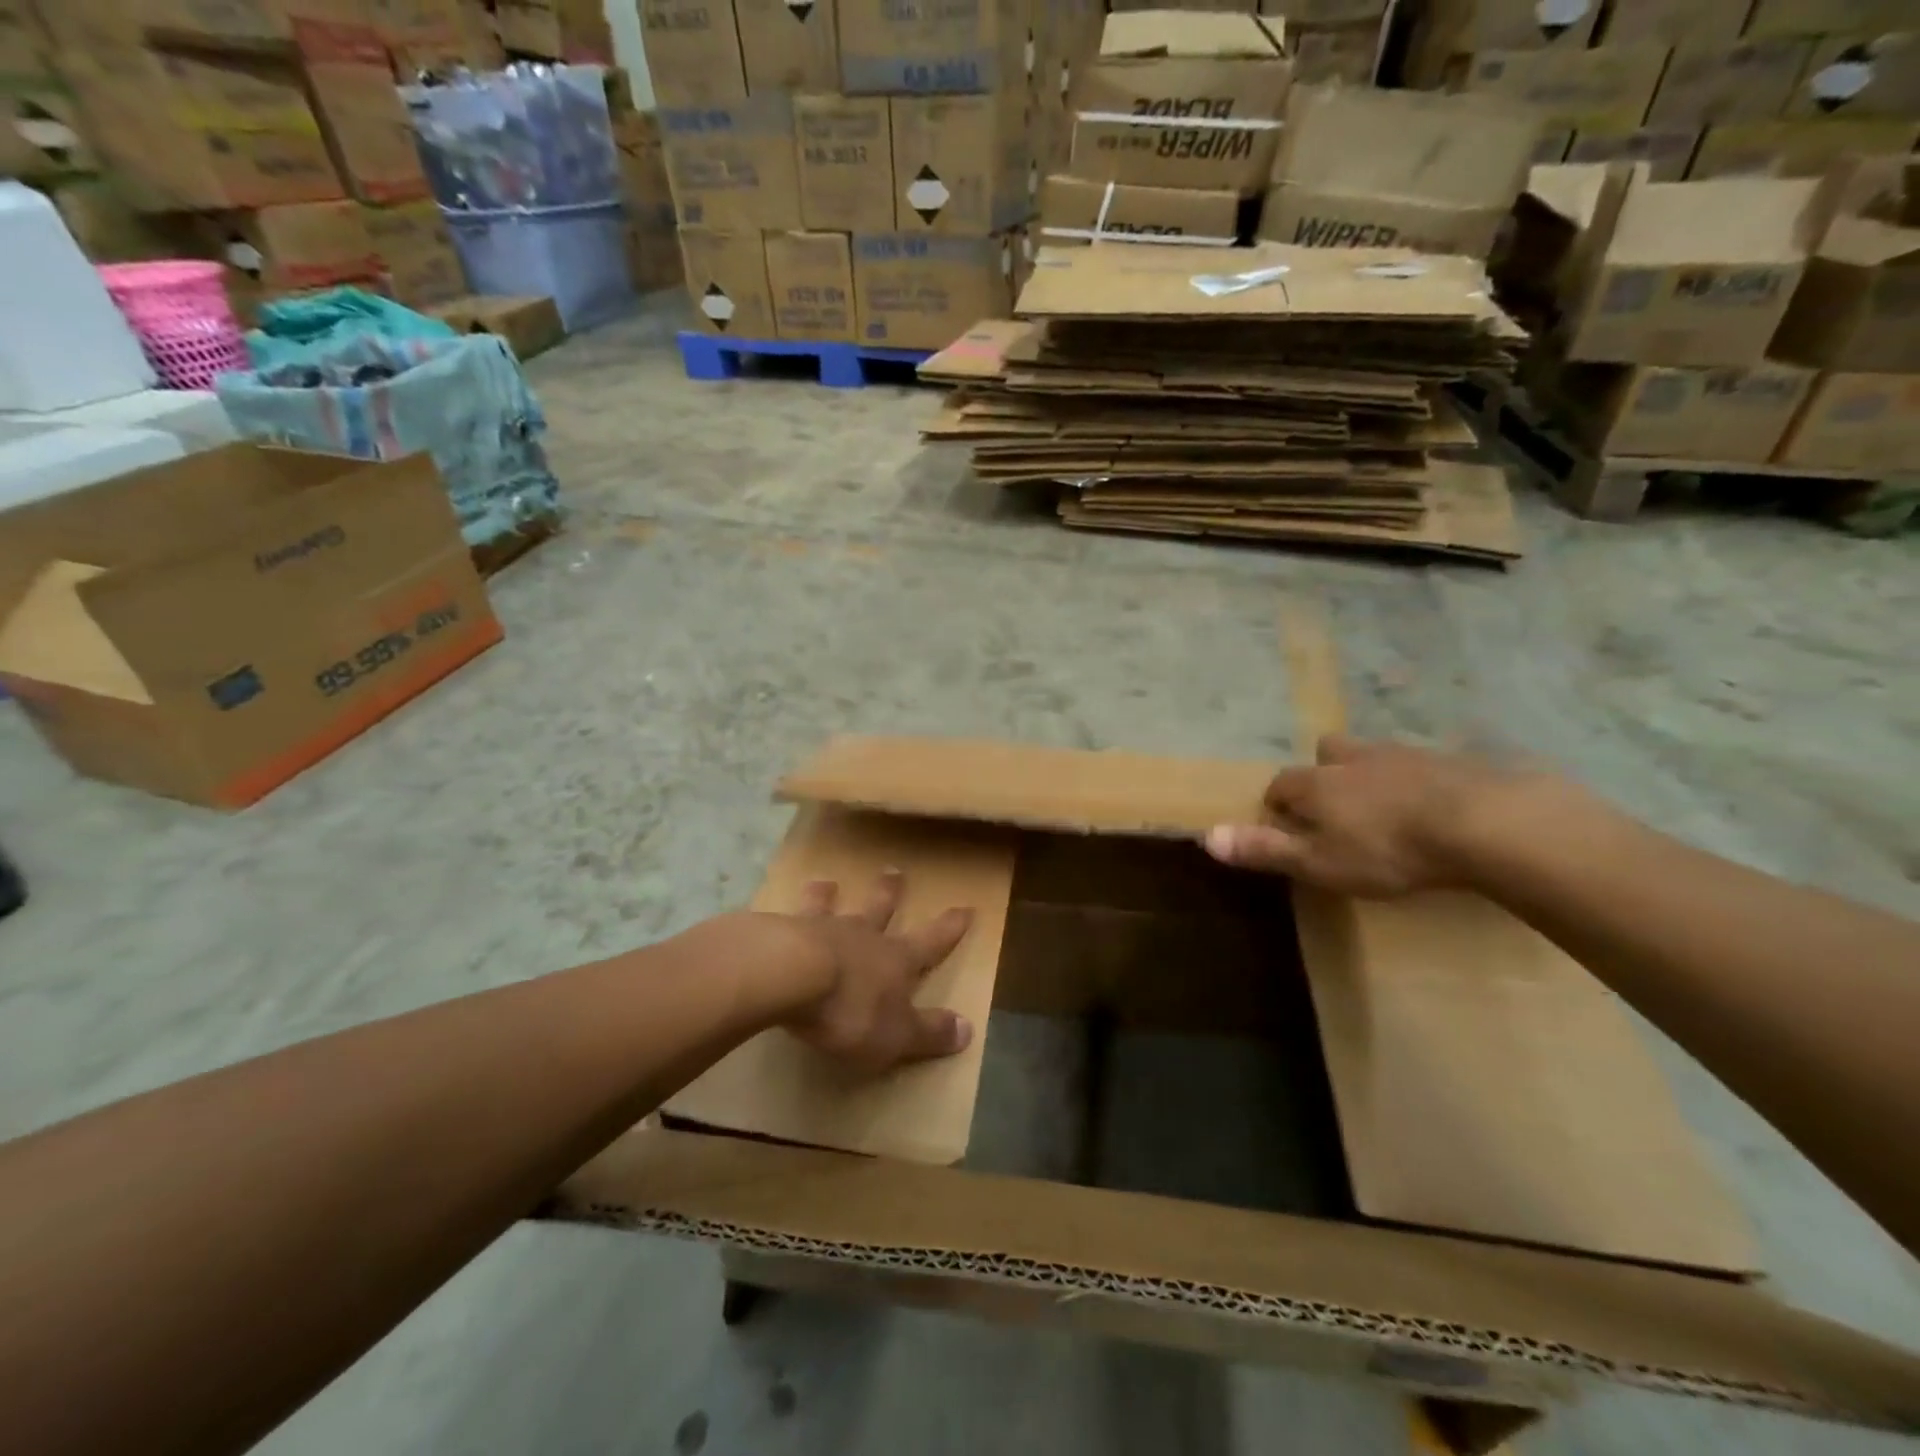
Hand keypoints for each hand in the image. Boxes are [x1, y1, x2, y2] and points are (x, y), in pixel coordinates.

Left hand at [781, 870, 975, 1072]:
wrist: (791, 976)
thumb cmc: (851, 1009)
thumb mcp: (898, 1034)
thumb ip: (929, 1031)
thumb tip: (968, 1029)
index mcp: (896, 960)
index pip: (931, 942)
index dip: (950, 928)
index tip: (965, 907)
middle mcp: (863, 936)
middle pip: (880, 910)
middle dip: (890, 893)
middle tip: (894, 871)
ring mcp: (822, 929)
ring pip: (832, 906)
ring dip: (831, 895)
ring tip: (827, 882)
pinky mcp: (783, 932)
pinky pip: (789, 917)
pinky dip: (787, 911)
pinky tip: (774, 911)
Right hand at [1204, 735, 1549, 896]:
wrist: (1485, 823)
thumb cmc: (1388, 849)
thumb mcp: (1319, 862)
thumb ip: (1265, 848)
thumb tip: (1206, 835)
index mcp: (1318, 783)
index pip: (1281, 784)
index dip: (1277, 804)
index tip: (1284, 826)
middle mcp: (1354, 760)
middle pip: (1326, 753)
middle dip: (1322, 773)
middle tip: (1334, 806)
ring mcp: (1405, 755)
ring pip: (1374, 756)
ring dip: (1370, 775)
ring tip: (1383, 808)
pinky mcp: (1451, 762)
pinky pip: (1421, 767)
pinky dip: (1417, 782)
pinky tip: (1432, 808)